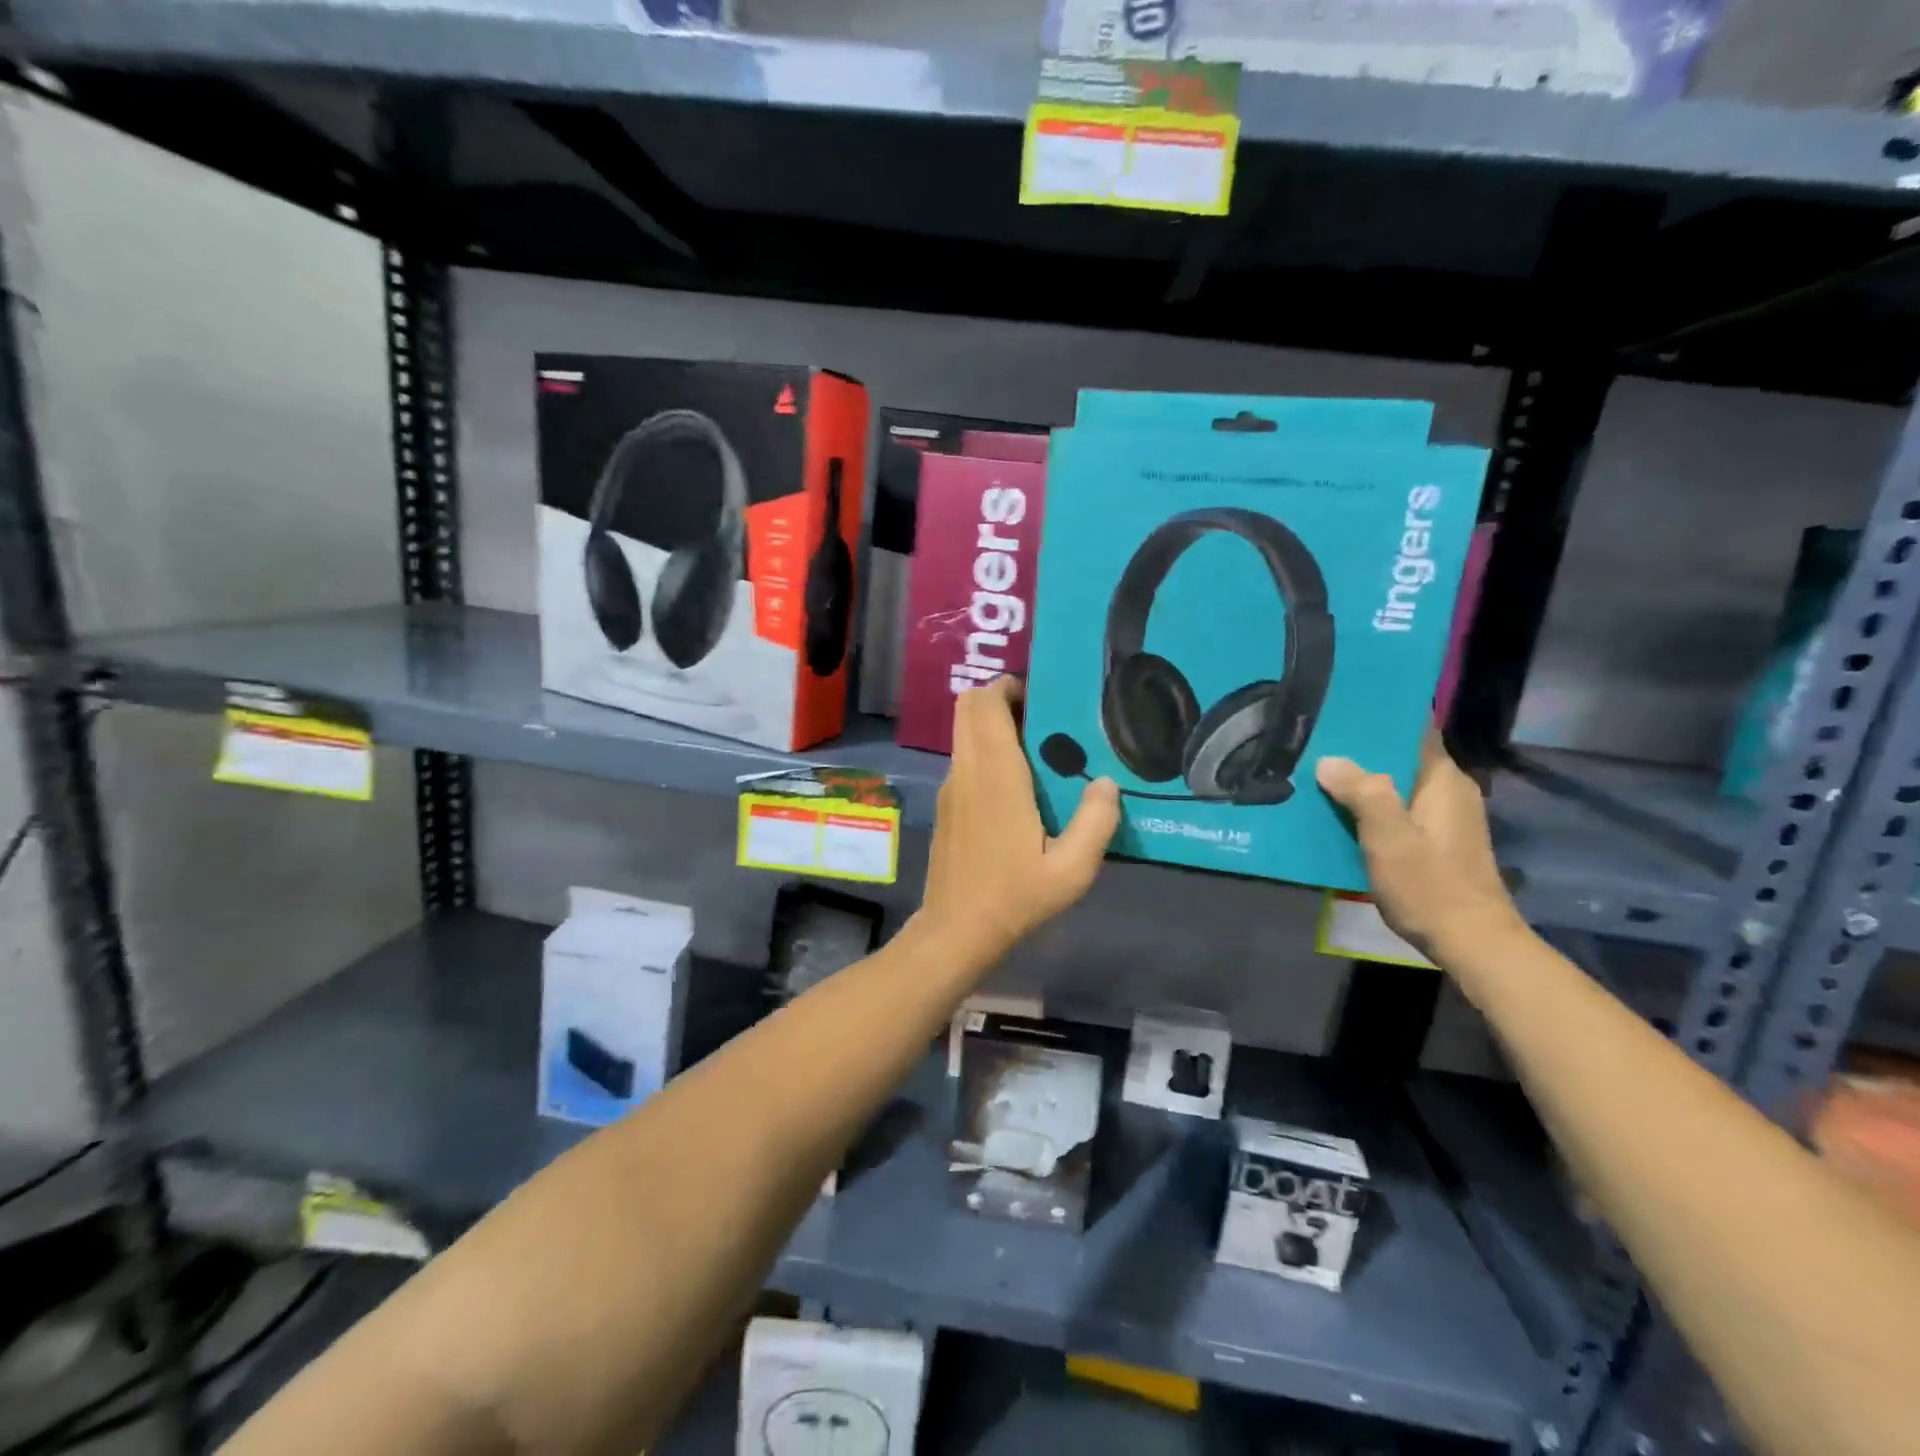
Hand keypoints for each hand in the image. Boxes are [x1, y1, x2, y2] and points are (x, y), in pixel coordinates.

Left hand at [917, 677, 1120, 967]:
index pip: (984, 704)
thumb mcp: (1072, 870)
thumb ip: (1096, 822)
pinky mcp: (947, 806)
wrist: (956, 931)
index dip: (1008, 687)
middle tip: (1042, 719)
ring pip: (965, 734)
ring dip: (994, 728)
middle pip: (967, 708)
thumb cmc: (1015, 897)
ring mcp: (951, 788)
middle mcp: (967, 771)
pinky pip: (965, 759)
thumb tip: (1108, 783)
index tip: (1041, 697)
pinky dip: (986, 754)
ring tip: (1039, 752)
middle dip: (1001, 699)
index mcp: (996, 775)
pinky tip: (1019, 787)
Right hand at [1315, 729, 1522, 956]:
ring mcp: (1446, 817)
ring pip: (1398, 784)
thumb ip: (1361, 793)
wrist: (1472, 942)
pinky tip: (1342, 813)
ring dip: (1364, 781)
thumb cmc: (1430, 885)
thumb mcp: (1388, 838)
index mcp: (1443, 780)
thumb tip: (1329, 760)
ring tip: (1320, 774)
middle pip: (1402, 757)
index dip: (1381, 718)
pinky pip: (1399, 808)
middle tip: (1317, 743)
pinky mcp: (1438, 840)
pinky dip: (1373, 806)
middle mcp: (1450, 791)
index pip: (1415, 730)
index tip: (1342, 710)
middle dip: (1362, 751)